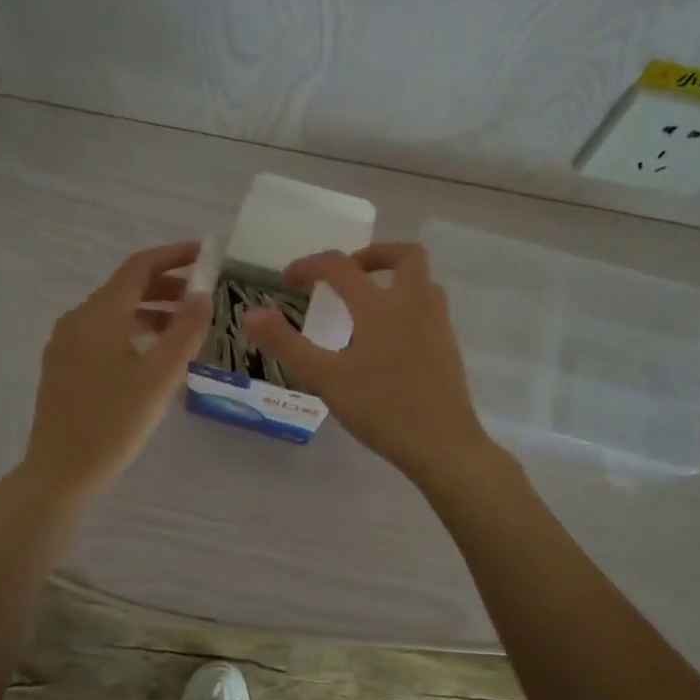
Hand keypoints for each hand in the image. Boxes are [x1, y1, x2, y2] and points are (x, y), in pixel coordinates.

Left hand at [16, 241, 209, 504]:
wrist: (60, 473)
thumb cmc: (114, 423)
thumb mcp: (160, 376)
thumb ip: (185, 330)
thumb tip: (203, 292)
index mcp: (100, 315)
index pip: (139, 267)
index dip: (174, 256)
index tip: (205, 255)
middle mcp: (78, 319)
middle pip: (126, 287)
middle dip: (166, 285)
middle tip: (203, 296)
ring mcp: (66, 343)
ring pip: (114, 312)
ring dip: (151, 310)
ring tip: (185, 329)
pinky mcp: (63, 366)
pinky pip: (103, 333)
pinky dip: (133, 330)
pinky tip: (153, 355)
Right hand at [243, 242, 497, 487]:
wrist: (443, 445)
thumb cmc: (381, 409)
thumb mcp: (325, 378)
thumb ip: (286, 343)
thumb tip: (250, 314)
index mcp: (380, 307)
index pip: (340, 266)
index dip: (309, 266)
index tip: (288, 282)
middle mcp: (414, 304)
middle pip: (405, 255)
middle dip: (372, 254)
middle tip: (346, 275)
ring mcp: (438, 325)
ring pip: (423, 281)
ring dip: (394, 279)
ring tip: (367, 304)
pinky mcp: (448, 347)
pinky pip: (429, 307)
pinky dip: (407, 305)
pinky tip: (389, 339)